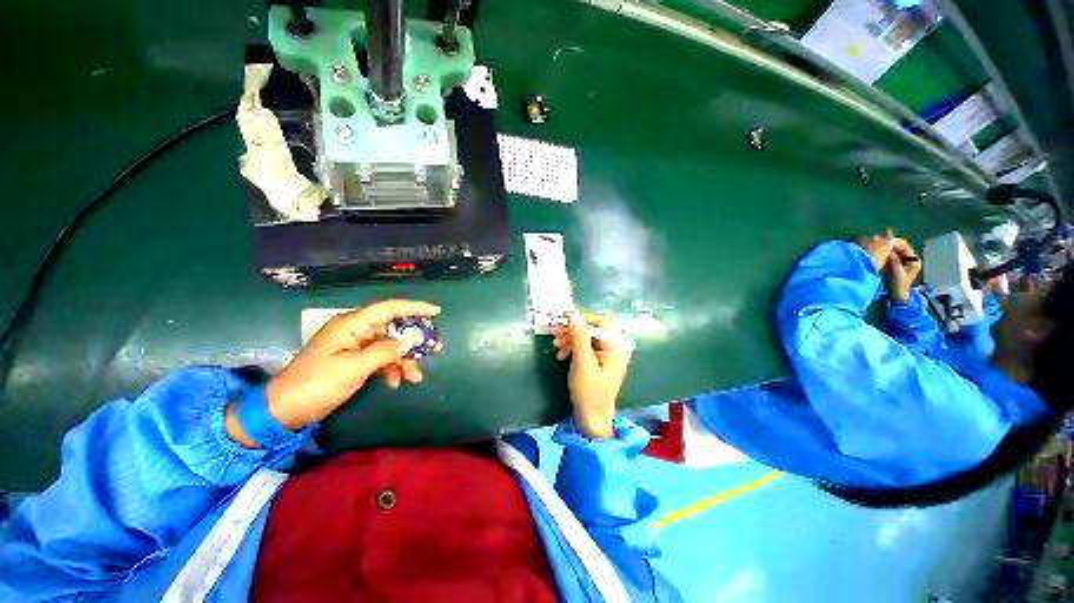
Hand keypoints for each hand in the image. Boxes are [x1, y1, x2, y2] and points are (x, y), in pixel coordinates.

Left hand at [228, 300, 441, 443]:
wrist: (286, 409)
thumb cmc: (317, 383)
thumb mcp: (353, 368)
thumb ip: (384, 352)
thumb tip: (409, 341)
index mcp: (352, 325)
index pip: (389, 308)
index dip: (414, 307)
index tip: (437, 312)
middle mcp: (357, 331)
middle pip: (394, 328)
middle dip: (415, 340)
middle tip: (436, 348)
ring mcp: (356, 346)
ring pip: (391, 346)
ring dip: (405, 360)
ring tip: (415, 377)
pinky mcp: (356, 360)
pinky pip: (382, 359)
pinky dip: (392, 369)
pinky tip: (395, 382)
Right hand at [551, 312, 630, 438]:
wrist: (591, 419)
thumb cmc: (589, 392)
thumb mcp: (583, 362)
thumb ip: (579, 336)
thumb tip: (572, 312)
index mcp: (616, 347)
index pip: (602, 322)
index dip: (583, 317)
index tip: (564, 317)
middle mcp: (614, 348)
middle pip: (592, 329)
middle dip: (572, 330)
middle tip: (554, 333)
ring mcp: (605, 355)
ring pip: (586, 337)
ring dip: (569, 339)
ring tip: (556, 347)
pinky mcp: (597, 361)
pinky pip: (584, 347)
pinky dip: (571, 347)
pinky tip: (561, 355)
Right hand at [859, 228, 919, 301]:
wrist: (899, 297)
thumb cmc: (900, 286)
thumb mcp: (897, 273)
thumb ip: (894, 261)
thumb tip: (888, 250)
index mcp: (913, 260)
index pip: (903, 246)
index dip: (893, 242)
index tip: (881, 239)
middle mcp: (909, 259)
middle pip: (898, 247)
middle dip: (888, 242)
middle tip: (879, 234)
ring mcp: (902, 263)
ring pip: (893, 251)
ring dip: (885, 246)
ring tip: (875, 238)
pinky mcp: (895, 266)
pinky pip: (889, 255)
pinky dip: (884, 251)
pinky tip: (876, 248)